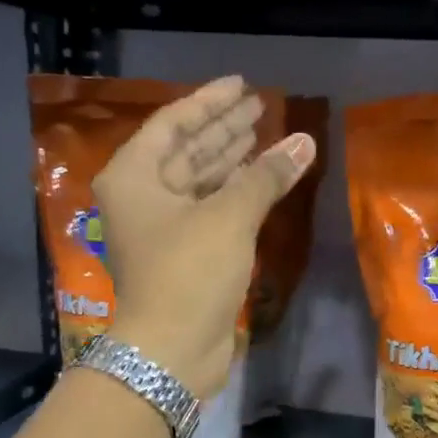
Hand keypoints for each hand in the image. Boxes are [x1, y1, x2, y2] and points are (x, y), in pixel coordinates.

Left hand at [97, 76, 316, 398]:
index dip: (209, 102)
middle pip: (185, 151)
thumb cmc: (189, 273)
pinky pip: (209, 210)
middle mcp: (141, 198)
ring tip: (266, 135)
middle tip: (261, 107)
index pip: (172, 123)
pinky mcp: (183, 255)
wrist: (173, 351)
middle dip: (223, 130)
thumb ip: (266, 175)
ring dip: (232, 160)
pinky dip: (234, 194)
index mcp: (133, 177)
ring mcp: (161, 229)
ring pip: (199, 182)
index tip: (243, 86)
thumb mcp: (229, 217)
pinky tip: (261, 179)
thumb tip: (304, 141)